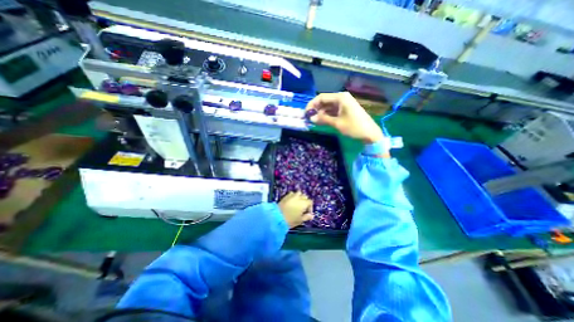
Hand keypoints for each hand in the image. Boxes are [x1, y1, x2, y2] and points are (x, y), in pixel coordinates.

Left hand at [278, 192, 313, 227]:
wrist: (277, 217)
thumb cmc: (290, 220)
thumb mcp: (300, 220)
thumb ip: (307, 217)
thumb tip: (311, 216)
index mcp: (304, 203)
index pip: (310, 202)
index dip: (310, 207)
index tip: (307, 213)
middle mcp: (299, 197)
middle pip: (305, 196)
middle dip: (305, 201)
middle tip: (302, 208)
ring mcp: (292, 196)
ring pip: (298, 193)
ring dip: (299, 197)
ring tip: (297, 203)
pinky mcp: (286, 196)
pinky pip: (292, 194)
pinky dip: (293, 196)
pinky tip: (291, 201)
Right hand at [307, 91, 382, 142]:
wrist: (370, 134)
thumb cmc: (354, 127)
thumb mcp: (337, 123)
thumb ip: (323, 119)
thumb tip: (310, 118)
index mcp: (340, 98)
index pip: (321, 97)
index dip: (312, 104)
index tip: (306, 113)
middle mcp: (342, 98)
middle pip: (324, 101)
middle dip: (316, 109)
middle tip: (308, 118)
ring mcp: (344, 104)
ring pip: (328, 107)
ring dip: (321, 113)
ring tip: (313, 121)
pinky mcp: (345, 110)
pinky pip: (333, 111)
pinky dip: (327, 115)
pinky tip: (321, 121)